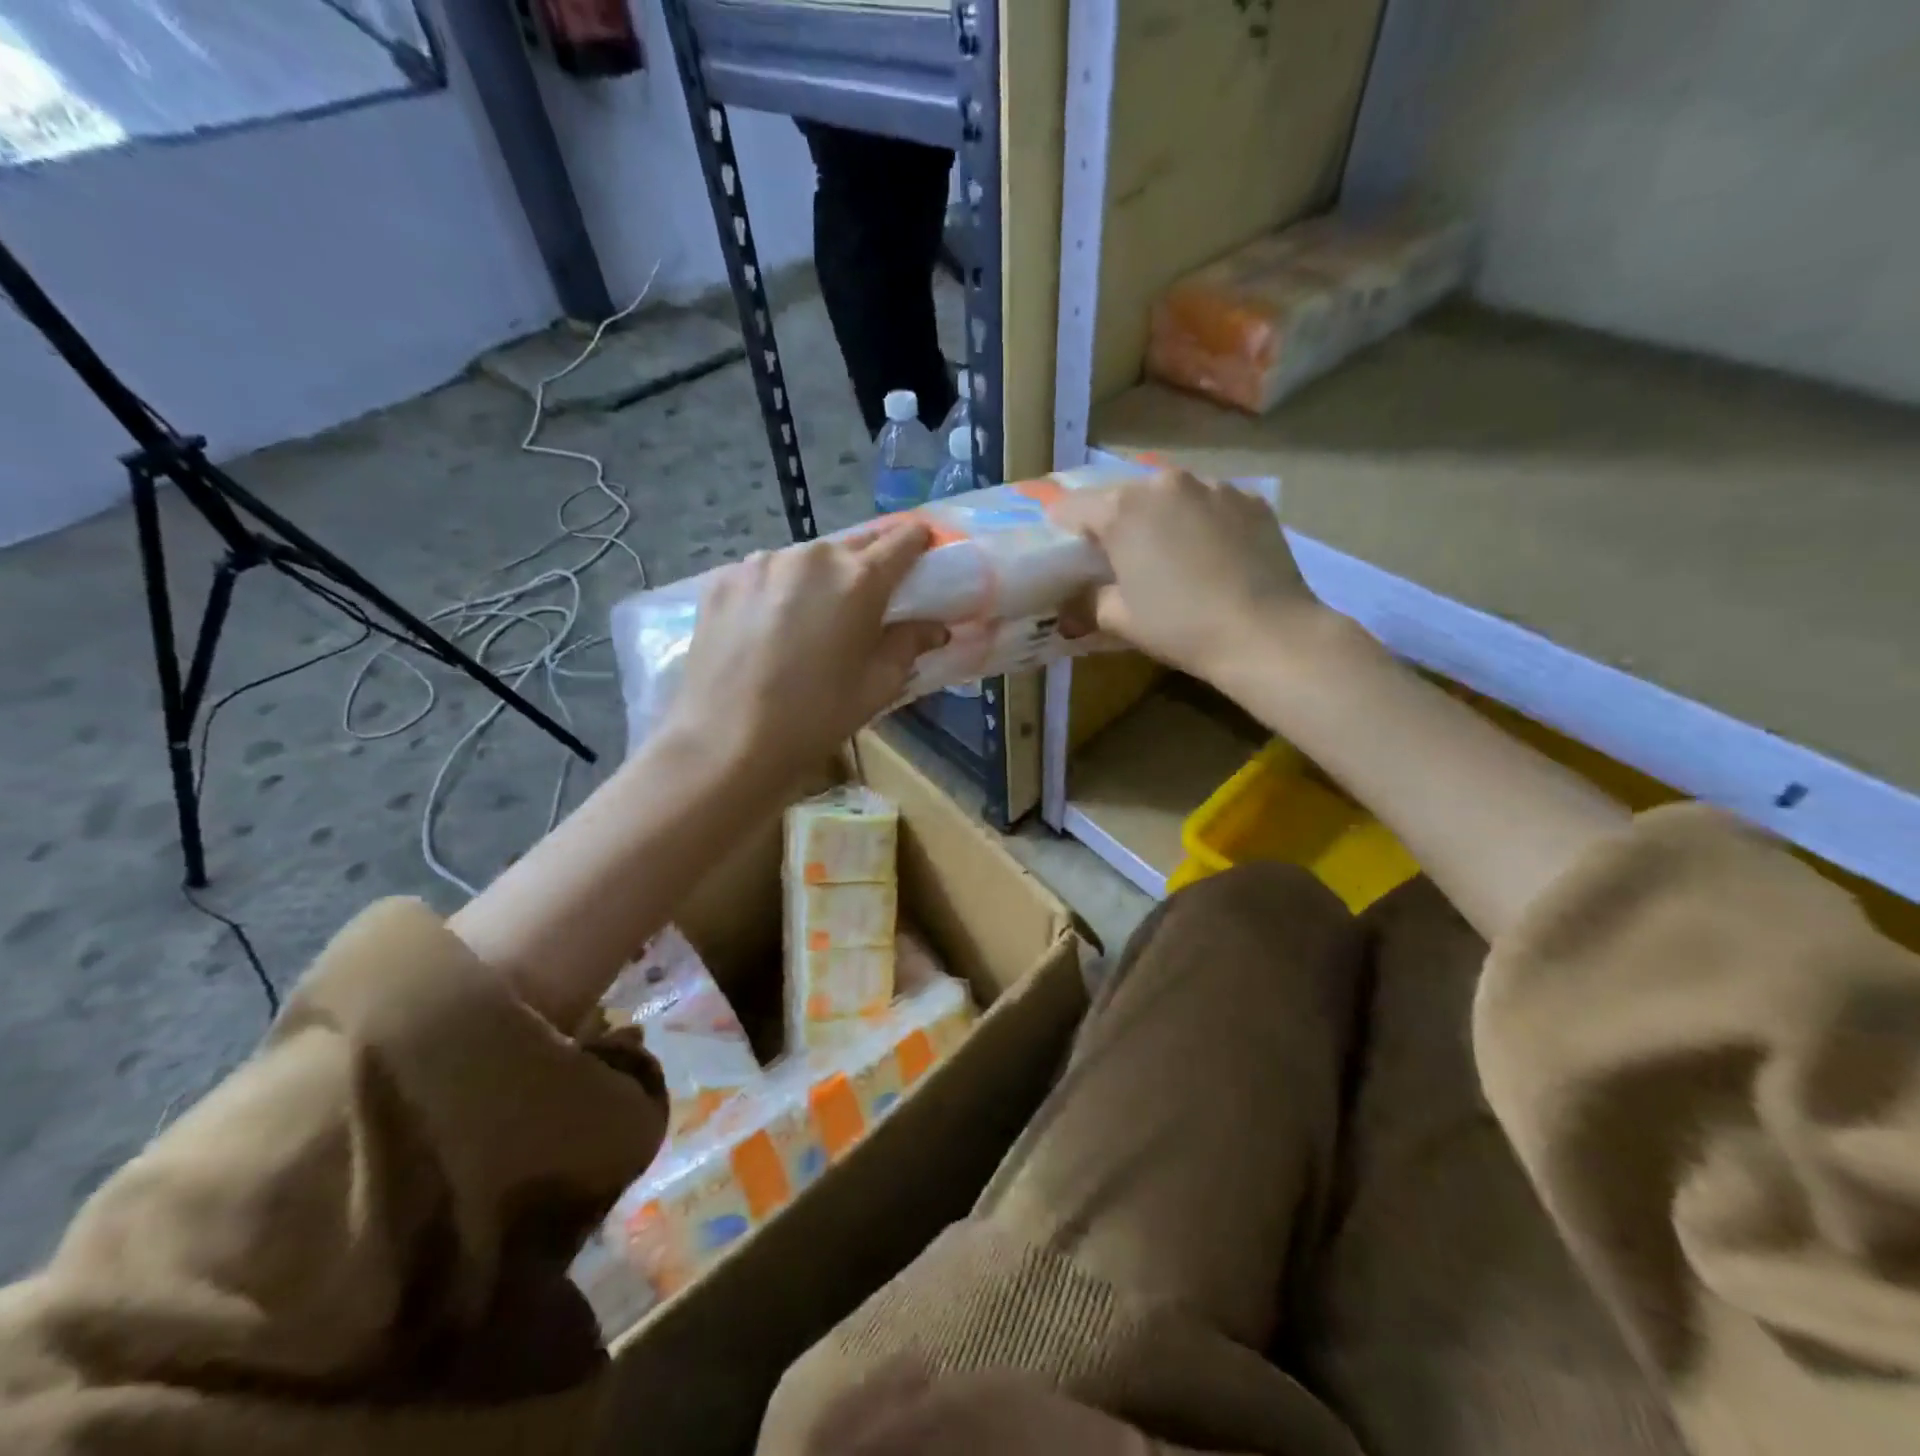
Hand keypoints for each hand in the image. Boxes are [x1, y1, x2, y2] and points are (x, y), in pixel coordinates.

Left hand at [661, 523, 947, 782]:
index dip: (918, 543)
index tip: (923, 556)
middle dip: (869, 564)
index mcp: (859, 579)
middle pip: (853, 544)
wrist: (724, 742)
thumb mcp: (876, 687)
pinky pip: (764, 575)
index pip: (903, 539)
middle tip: (869, 598)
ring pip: (805, 560)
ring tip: (811, 619)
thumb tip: (934, 627)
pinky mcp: (722, 579)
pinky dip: (776, 591)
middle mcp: (811, 556)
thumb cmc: (815, 718)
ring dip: (818, 579)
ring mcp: (760, 562)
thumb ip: (909, 645)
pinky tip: (767, 629)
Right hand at [1049, 470, 1322, 685]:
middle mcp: (1165, 483)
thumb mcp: (1120, 620)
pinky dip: (1203, 522)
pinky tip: (1213, 557)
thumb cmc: (1180, 626)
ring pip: (1171, 497)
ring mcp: (1214, 486)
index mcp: (1123, 509)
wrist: (1266, 633)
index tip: (1066, 552)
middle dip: (1115, 523)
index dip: (1062, 529)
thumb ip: (1085, 604)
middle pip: (1124, 496)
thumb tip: (1067, 610)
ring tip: (1172, 557)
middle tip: (1120, 559)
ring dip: (1162, 519)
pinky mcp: (1251, 499)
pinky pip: (1212, 504)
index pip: (1072, 506)